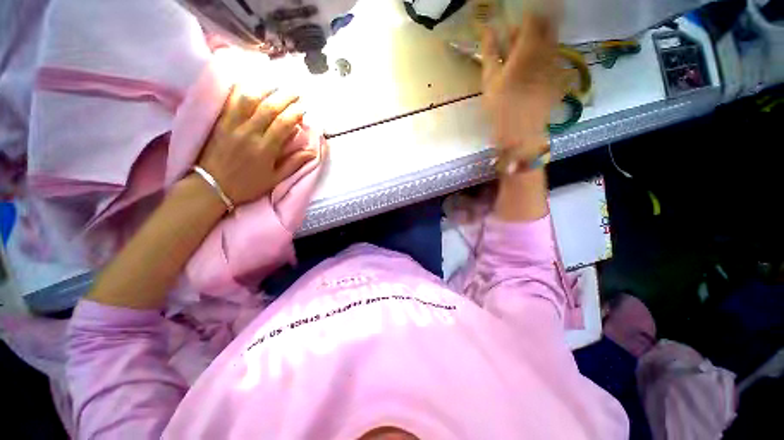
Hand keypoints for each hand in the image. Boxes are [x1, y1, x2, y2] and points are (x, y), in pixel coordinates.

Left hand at [197, 87, 315, 205]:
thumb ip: (293, 163)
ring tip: (276, 83)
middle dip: (285, 97)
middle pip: (269, 107)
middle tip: (296, 91)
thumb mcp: (275, 179)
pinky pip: (230, 101)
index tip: (303, 108)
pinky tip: (250, 83)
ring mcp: (232, 125)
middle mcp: (249, 133)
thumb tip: (311, 151)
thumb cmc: (248, 184)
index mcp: (265, 149)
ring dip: (264, 88)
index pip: (283, 124)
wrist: (211, 186)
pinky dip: (241, 89)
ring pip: (249, 99)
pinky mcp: (220, 122)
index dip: (295, 113)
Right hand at [481, 14, 561, 159]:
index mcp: (528, 50)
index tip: (513, 29)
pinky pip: (556, 59)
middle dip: (535, 29)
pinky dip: (546, 60)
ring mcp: (557, 65)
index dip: (523, 21)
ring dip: (540, 44)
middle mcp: (548, 52)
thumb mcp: (489, 80)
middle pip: (548, 27)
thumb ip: (490, 52)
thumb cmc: (500, 108)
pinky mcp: (561, 78)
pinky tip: (534, 73)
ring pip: (553, 43)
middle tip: (520, 42)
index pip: (532, 20)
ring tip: (525, 59)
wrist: (519, 133)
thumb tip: (489, 29)